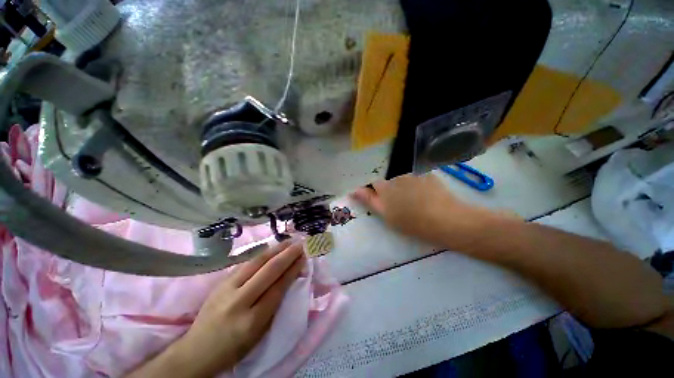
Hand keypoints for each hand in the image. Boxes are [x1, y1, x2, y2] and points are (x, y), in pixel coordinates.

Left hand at [127, 241, 304, 377]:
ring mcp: (227, 288)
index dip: (293, 269)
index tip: (304, 257)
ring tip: (289, 241)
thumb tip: (291, 278)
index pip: (278, 287)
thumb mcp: (260, 333)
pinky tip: (271, 248)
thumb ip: (275, 304)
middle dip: (287, 255)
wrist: (197, 350)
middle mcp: (239, 301)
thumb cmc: (235, 347)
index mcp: (252, 320)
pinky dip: (262, 254)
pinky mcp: (221, 282)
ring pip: (256, 262)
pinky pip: (246, 263)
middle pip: (268, 271)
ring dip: (276, 249)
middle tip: (301, 244)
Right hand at [351, 174, 494, 247]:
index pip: (371, 180)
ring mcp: (412, 172)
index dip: (371, 187)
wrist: (445, 219)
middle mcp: (396, 174)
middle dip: (385, 185)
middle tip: (393, 198)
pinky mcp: (425, 173)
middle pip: (386, 176)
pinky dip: (412, 181)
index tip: (373, 193)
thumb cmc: (412, 221)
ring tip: (408, 196)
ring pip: (399, 175)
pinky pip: (413, 174)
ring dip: (399, 183)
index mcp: (385, 185)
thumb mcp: (386, 214)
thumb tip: (354, 190)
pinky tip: (420, 191)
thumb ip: (370, 200)